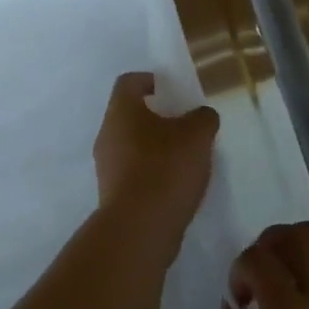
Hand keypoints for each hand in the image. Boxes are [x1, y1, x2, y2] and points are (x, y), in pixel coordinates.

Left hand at [93, 72, 219, 236]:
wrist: (139, 227)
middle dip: (156, 117)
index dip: (149, 80)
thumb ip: (203, 118)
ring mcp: (106, 166)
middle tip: (184, 126)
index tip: (169, 89)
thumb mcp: (197, 136)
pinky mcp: (111, 193)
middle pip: (129, 115)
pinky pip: (132, 171)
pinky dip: (150, 172)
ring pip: (130, 145)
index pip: (129, 82)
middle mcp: (107, 134)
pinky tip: (174, 184)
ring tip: (184, 158)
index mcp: (121, 111)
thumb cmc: (166, 168)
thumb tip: (200, 115)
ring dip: (154, 147)